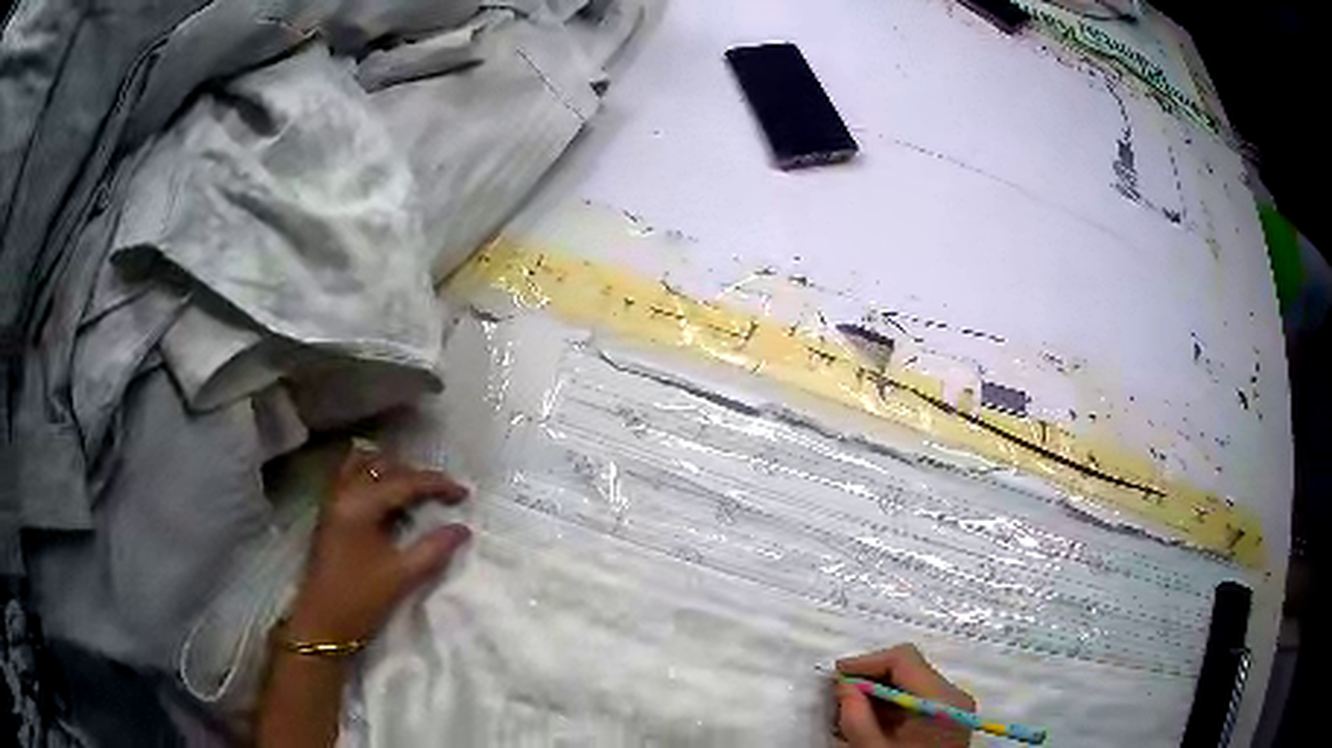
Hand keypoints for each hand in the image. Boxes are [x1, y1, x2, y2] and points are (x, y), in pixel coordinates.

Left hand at [285, 447, 471, 643]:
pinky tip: (389, 501)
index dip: (437, 484)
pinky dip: (373, 479)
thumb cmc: (361, 600)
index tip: (465, 494)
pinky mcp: (330, 513)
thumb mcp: (402, 576)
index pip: (404, 481)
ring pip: (363, 465)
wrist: (323, 624)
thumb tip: (463, 529)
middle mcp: (343, 492)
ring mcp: (333, 501)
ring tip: (415, 491)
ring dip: (391, 471)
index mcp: (360, 504)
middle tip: (441, 494)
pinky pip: (352, 478)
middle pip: (383, 465)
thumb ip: (434, 549)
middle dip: (415, 474)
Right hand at [835, 645, 974, 747]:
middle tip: (837, 694)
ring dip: (877, 691)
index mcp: (941, 699)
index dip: (867, 662)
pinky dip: (889, 704)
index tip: (835, 675)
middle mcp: (954, 694)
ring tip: (847, 710)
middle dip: (870, 677)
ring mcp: (953, 705)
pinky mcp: (947, 717)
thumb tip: (844, 685)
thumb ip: (856, 716)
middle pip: (908, 668)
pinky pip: (916, 698)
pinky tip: (867, 721)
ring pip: (911, 682)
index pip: (904, 659)